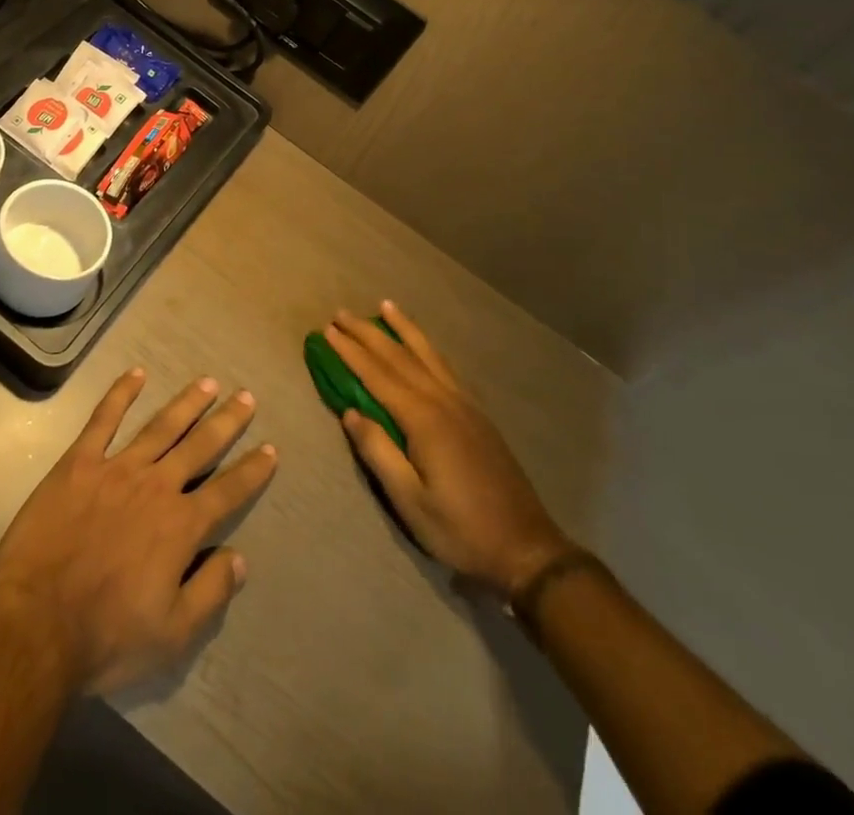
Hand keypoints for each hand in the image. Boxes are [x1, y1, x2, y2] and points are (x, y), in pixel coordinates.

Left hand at [0, 369, 277, 695]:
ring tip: (207, 382)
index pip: (228, 491)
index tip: (270, 449)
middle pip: (199, 446)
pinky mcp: (79, 463)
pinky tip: (136, 374)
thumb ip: (210, 592)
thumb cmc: (107, 635)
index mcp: (181, 526)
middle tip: (246, 396)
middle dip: (226, 421)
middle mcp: (156, 486)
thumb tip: (239, 558)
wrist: (36, 623)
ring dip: (187, 403)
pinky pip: (104, 420)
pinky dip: (121, 394)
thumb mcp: (172, 635)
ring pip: (160, 426)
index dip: (252, 471)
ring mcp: (116, 469)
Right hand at [325, 303, 574, 597]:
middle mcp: (443, 401)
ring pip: (427, 354)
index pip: (377, 375)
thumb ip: (378, 452)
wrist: (526, 548)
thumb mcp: (410, 501)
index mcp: (424, 419)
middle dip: (367, 333)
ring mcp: (464, 404)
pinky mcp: (477, 414)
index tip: (326, 330)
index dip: (350, 351)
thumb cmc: (461, 530)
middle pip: (399, 356)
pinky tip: (422, 345)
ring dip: (402, 329)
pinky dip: (428, 348)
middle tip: (340, 313)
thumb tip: (350, 412)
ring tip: (384, 306)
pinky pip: (445, 367)